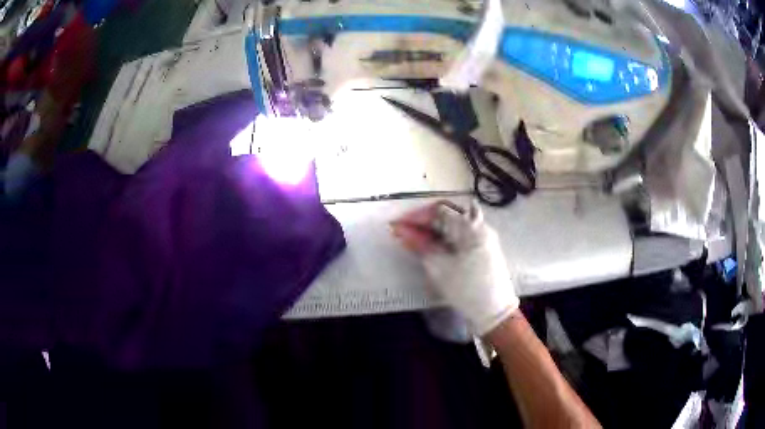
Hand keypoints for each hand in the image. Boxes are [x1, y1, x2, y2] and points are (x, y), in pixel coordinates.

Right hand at [391, 201, 518, 335]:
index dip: (416, 217)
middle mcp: (479, 225)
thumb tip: (400, 229)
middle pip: (447, 213)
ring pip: (454, 223)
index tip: (397, 225)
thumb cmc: (466, 289)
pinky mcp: (484, 247)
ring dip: (434, 228)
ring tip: (416, 237)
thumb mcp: (439, 267)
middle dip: (424, 220)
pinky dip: (445, 236)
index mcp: (470, 227)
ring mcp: (484, 236)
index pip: (438, 211)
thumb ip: (419, 244)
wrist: (495, 311)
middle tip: (404, 231)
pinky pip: (462, 233)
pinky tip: (433, 243)